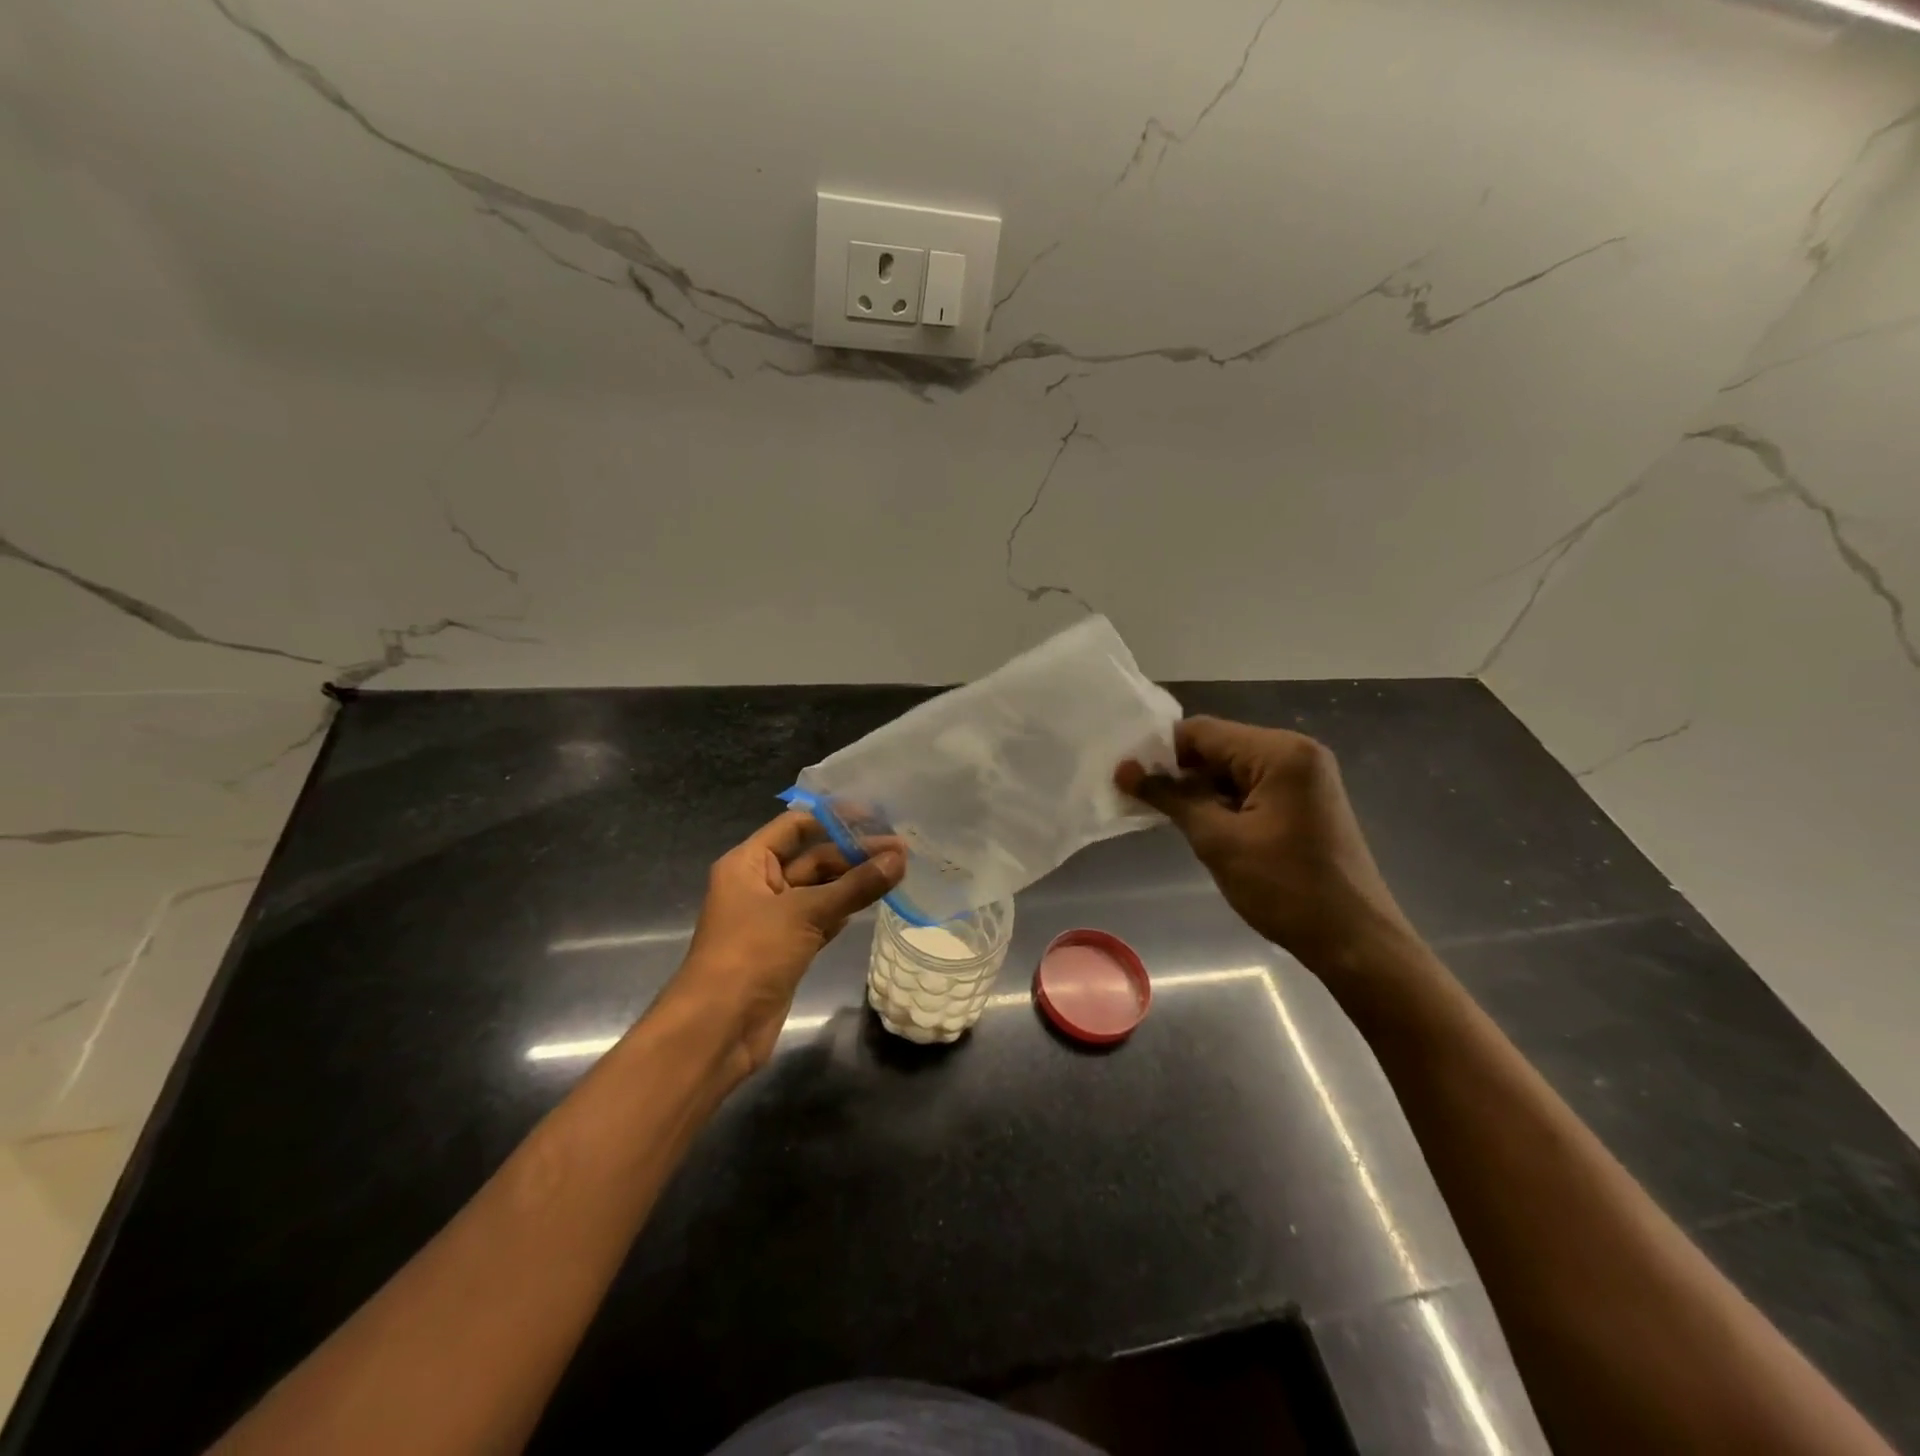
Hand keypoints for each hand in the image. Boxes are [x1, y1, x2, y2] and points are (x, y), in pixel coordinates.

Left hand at [669, 811, 903, 1077]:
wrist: (718, 1030)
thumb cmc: (751, 955)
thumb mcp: (805, 913)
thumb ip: (855, 885)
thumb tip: (900, 857)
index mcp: (748, 863)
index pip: (795, 826)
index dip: (833, 818)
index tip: (875, 816)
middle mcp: (759, 884)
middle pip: (812, 858)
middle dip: (853, 854)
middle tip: (901, 851)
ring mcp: (773, 919)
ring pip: (820, 890)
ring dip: (854, 882)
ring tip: (898, 871)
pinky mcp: (787, 948)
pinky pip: (821, 918)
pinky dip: (846, 910)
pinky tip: (876, 901)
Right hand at [1117, 717, 1415, 975]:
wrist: (1354, 940)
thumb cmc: (1285, 888)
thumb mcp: (1218, 841)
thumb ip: (1171, 798)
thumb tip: (1125, 770)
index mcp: (1280, 752)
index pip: (1203, 732)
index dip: (1160, 751)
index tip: (1126, 776)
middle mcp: (1296, 752)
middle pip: (1219, 746)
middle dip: (1179, 772)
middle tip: (1138, 798)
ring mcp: (1305, 776)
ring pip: (1233, 768)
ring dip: (1200, 789)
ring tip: (1163, 815)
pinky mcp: (1305, 800)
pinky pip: (1252, 787)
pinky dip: (1224, 801)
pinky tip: (1200, 825)